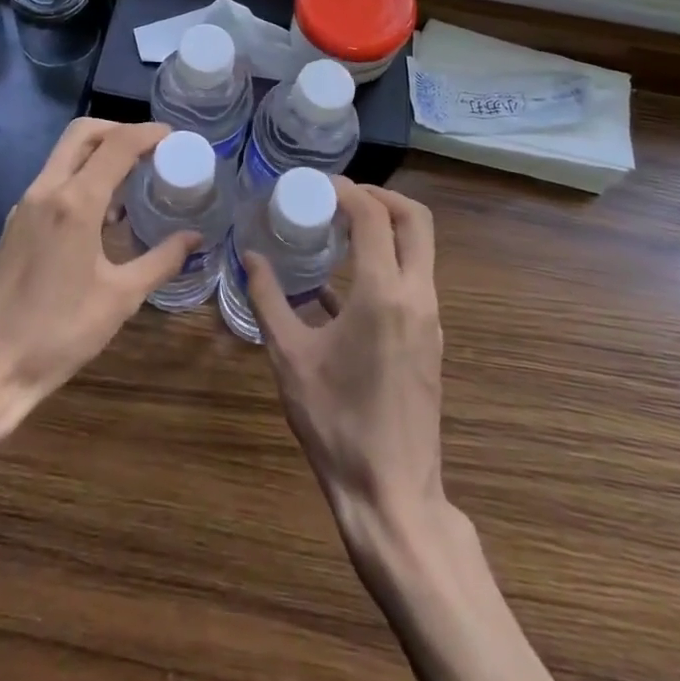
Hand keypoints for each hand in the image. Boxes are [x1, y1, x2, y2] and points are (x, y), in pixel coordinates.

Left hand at [0, 119, 199, 418]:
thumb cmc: (58, 333)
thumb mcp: (121, 298)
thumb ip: (161, 260)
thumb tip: (194, 237)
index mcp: (75, 202)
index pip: (117, 145)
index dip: (148, 133)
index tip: (174, 137)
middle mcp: (46, 191)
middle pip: (83, 133)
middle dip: (120, 130)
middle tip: (152, 149)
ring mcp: (25, 205)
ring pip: (65, 154)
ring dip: (99, 153)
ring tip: (134, 178)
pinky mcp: (15, 222)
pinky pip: (54, 180)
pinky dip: (82, 176)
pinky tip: (103, 212)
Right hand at [245, 180, 444, 542]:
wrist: (392, 495)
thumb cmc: (336, 424)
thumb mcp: (290, 358)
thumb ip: (268, 300)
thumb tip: (249, 258)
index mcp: (383, 294)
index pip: (373, 215)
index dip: (346, 190)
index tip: (315, 185)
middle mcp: (417, 296)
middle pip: (415, 219)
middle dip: (380, 196)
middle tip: (339, 196)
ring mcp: (430, 318)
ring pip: (420, 248)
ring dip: (386, 226)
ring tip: (340, 228)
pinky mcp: (430, 339)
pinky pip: (414, 279)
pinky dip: (387, 260)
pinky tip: (344, 282)